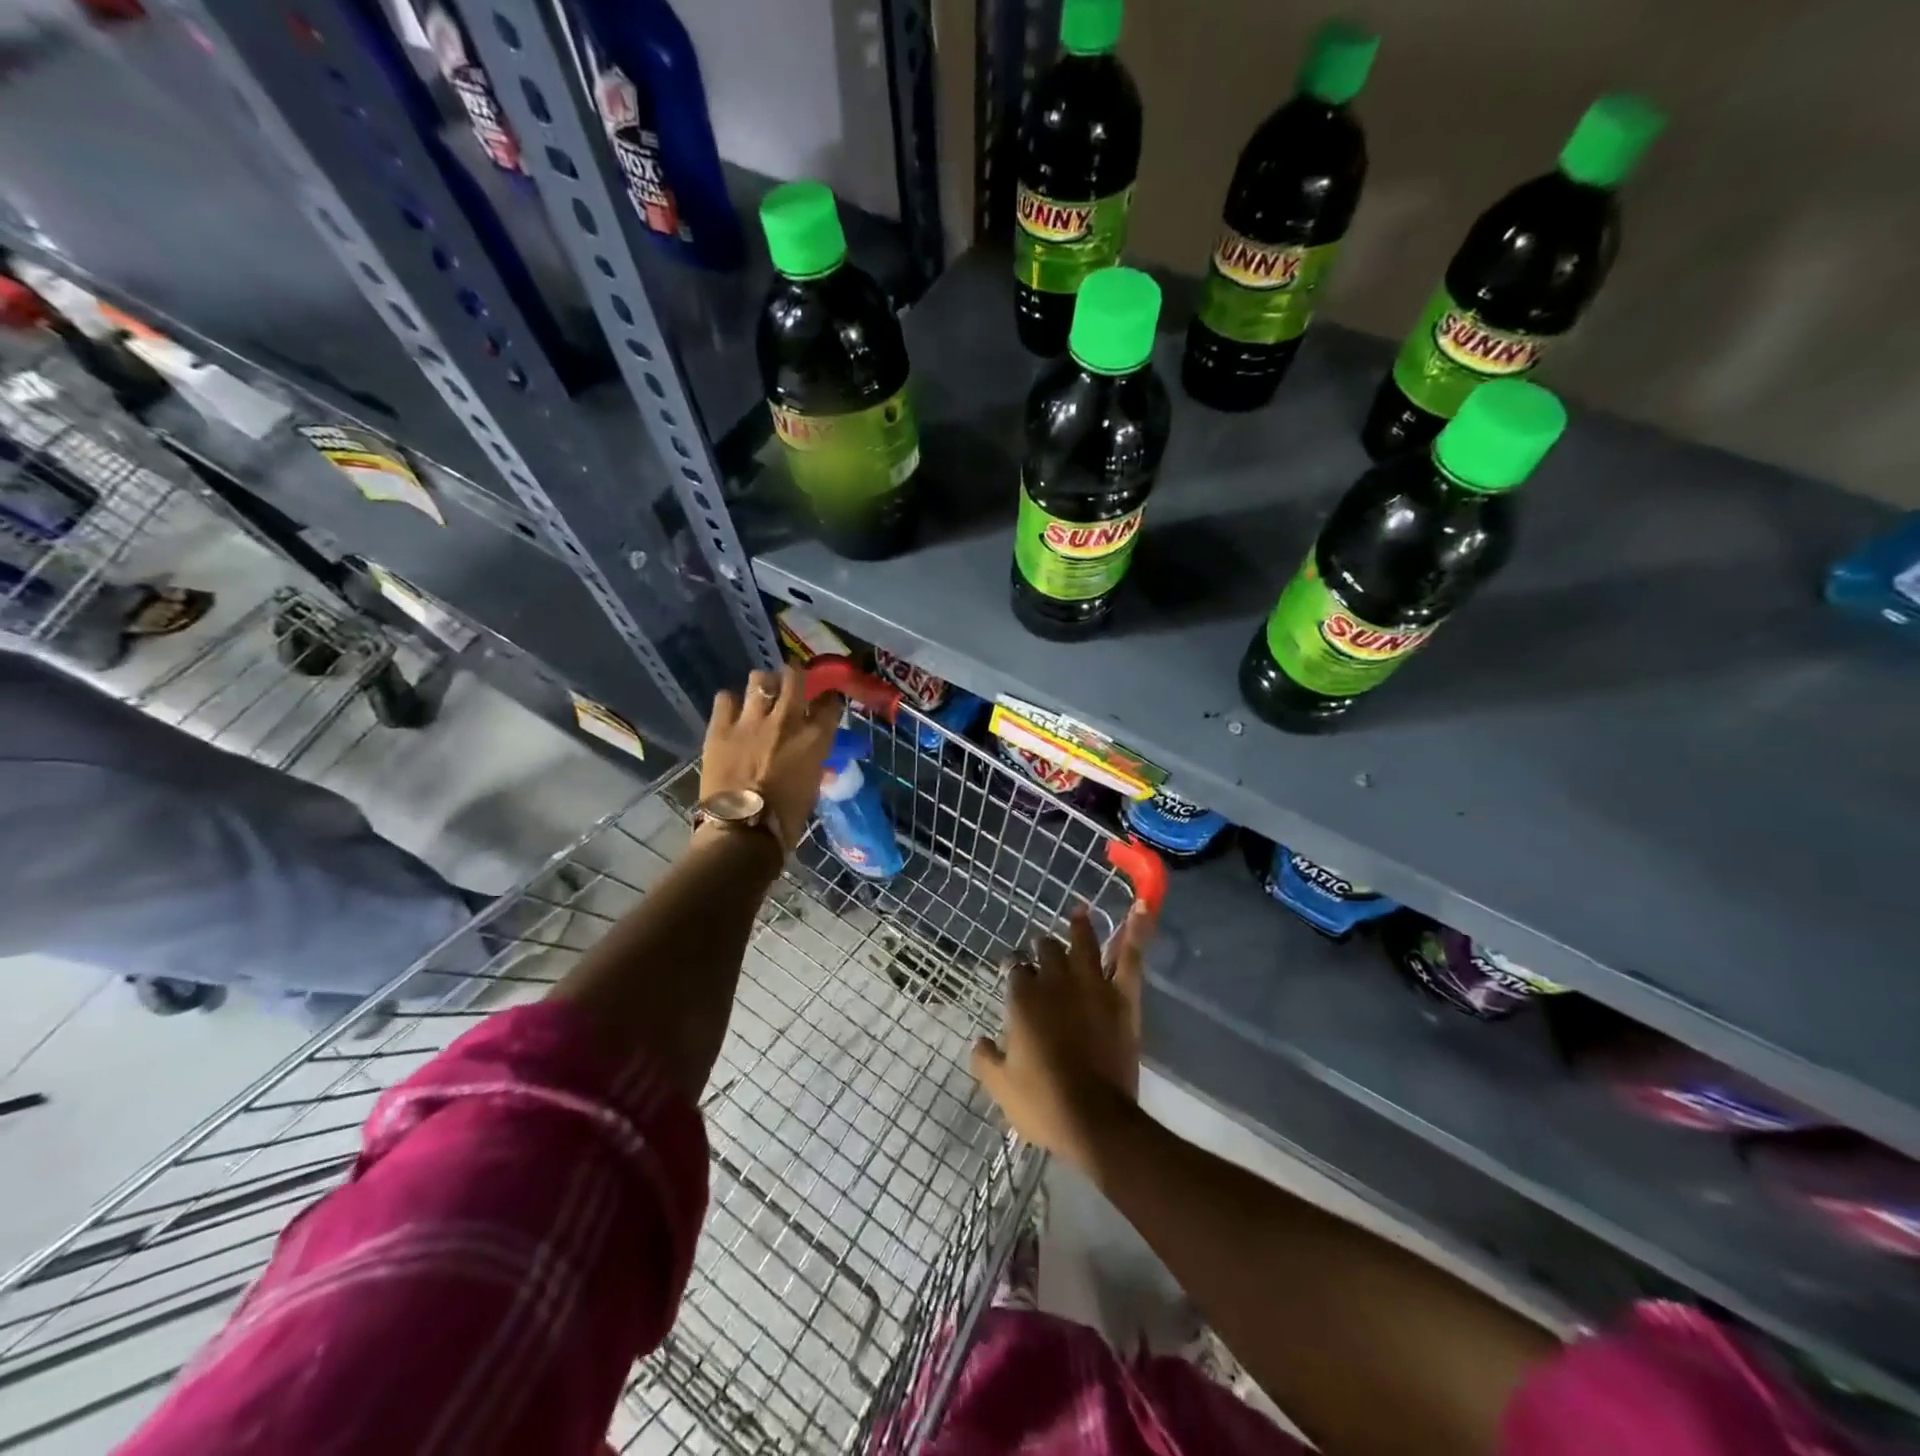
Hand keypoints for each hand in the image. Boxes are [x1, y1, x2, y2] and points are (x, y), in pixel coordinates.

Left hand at [700, 665, 842, 853]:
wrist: (743, 831)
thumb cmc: (787, 818)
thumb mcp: (812, 787)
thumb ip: (813, 763)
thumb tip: (812, 757)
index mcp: (815, 738)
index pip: (830, 703)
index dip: (828, 699)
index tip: (826, 702)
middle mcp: (787, 720)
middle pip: (794, 677)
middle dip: (795, 677)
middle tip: (791, 684)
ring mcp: (751, 721)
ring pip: (759, 679)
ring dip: (763, 684)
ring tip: (760, 694)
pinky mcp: (721, 728)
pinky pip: (725, 698)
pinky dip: (731, 703)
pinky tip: (732, 712)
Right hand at [971, 902, 1155, 1173]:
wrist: (1094, 1120)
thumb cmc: (1043, 1103)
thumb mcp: (1000, 1087)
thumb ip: (985, 1059)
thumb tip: (978, 1042)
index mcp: (1023, 998)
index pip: (1015, 968)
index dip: (1013, 966)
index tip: (1013, 969)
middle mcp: (1055, 981)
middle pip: (1047, 949)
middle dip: (1042, 945)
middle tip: (1042, 945)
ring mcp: (1092, 985)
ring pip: (1084, 943)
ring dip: (1080, 926)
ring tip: (1079, 912)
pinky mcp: (1122, 997)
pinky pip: (1130, 957)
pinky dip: (1137, 931)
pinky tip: (1142, 908)